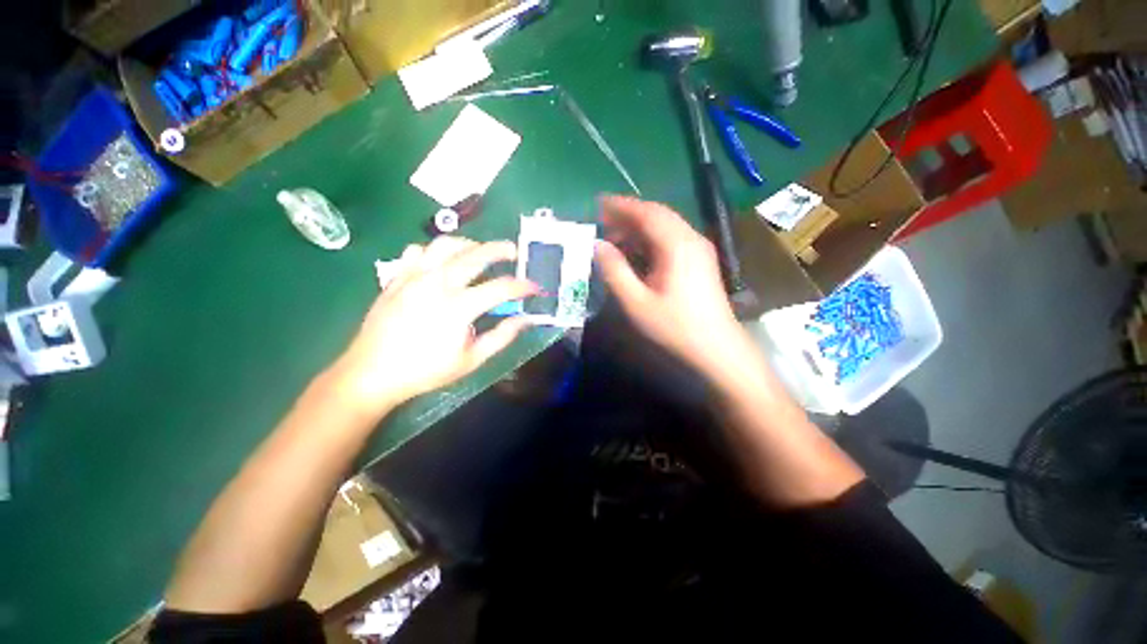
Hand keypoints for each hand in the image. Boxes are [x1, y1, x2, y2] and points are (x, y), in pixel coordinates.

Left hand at [331, 237, 536, 416]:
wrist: (371, 372)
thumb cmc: (426, 370)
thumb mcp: (471, 360)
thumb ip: (502, 336)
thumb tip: (526, 319)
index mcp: (459, 307)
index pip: (501, 287)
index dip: (523, 285)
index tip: (534, 287)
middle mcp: (437, 283)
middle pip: (476, 254)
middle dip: (502, 249)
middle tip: (515, 252)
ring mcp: (414, 276)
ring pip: (446, 244)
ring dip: (470, 244)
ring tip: (480, 252)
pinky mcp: (397, 276)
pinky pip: (418, 250)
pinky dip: (435, 250)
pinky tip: (442, 262)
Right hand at [595, 195, 751, 378]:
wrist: (716, 348)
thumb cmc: (674, 326)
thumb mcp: (636, 302)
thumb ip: (614, 271)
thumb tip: (596, 245)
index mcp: (677, 245)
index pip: (646, 212)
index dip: (621, 206)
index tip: (597, 204)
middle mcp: (691, 239)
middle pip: (657, 215)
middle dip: (628, 215)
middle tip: (601, 222)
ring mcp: (698, 249)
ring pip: (665, 226)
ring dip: (639, 227)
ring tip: (614, 238)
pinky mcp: (700, 260)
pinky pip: (672, 239)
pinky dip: (650, 239)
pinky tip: (636, 252)